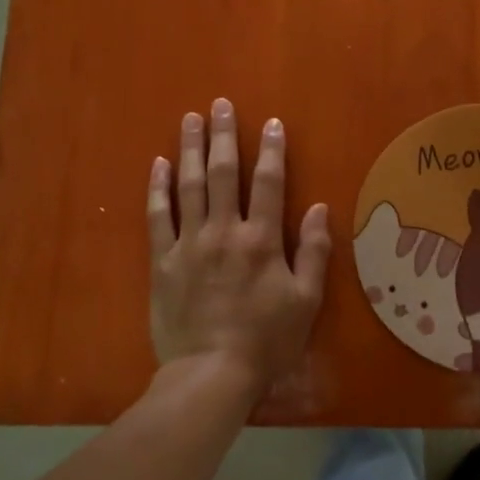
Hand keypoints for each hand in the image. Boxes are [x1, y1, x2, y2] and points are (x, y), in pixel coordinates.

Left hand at [147, 98, 330, 394]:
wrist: (210, 374)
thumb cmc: (266, 340)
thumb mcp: (306, 301)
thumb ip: (315, 252)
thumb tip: (320, 208)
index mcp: (262, 240)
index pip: (269, 183)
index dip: (272, 150)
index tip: (271, 123)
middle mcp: (224, 231)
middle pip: (224, 174)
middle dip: (224, 136)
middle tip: (219, 105)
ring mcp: (189, 244)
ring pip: (190, 186)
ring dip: (191, 150)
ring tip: (190, 120)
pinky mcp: (163, 262)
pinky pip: (158, 217)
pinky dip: (158, 188)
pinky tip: (159, 164)